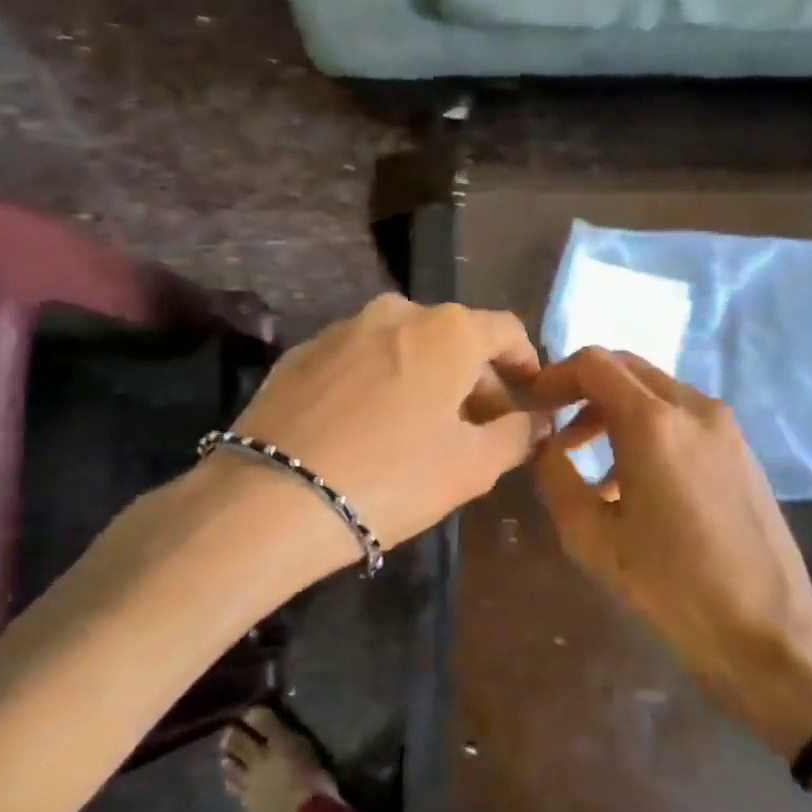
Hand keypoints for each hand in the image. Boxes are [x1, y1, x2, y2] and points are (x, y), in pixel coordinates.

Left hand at [224, 294, 544, 554]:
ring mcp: (343, 329)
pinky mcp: (301, 353)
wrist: (272, 499)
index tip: (529, 396)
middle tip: (480, 427)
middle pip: (454, 338)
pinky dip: (381, 383)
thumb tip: (538, 420)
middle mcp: (397, 312)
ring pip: (405, 347)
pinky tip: (370, 429)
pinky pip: (361, 360)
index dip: (526, 362)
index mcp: (447, 330)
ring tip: (424, 430)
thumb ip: (517, 435)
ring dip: (427, 379)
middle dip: (476, 379)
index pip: (506, 330)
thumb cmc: (393, 477)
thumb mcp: (472, 466)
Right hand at [531, 348, 811, 756]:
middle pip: (627, 368)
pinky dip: (649, 427)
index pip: (594, 363)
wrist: (767, 627)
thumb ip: (556, 477)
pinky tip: (637, 481)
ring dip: (616, 411)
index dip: (555, 376)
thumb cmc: (672, 585)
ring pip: (655, 391)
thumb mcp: (592, 538)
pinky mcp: (741, 446)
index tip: (533, 405)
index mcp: (654, 422)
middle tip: (557, 429)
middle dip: (584, 390)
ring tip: (591, 466)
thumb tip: (544, 445)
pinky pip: (683, 416)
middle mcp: (693, 406)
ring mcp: (724, 424)